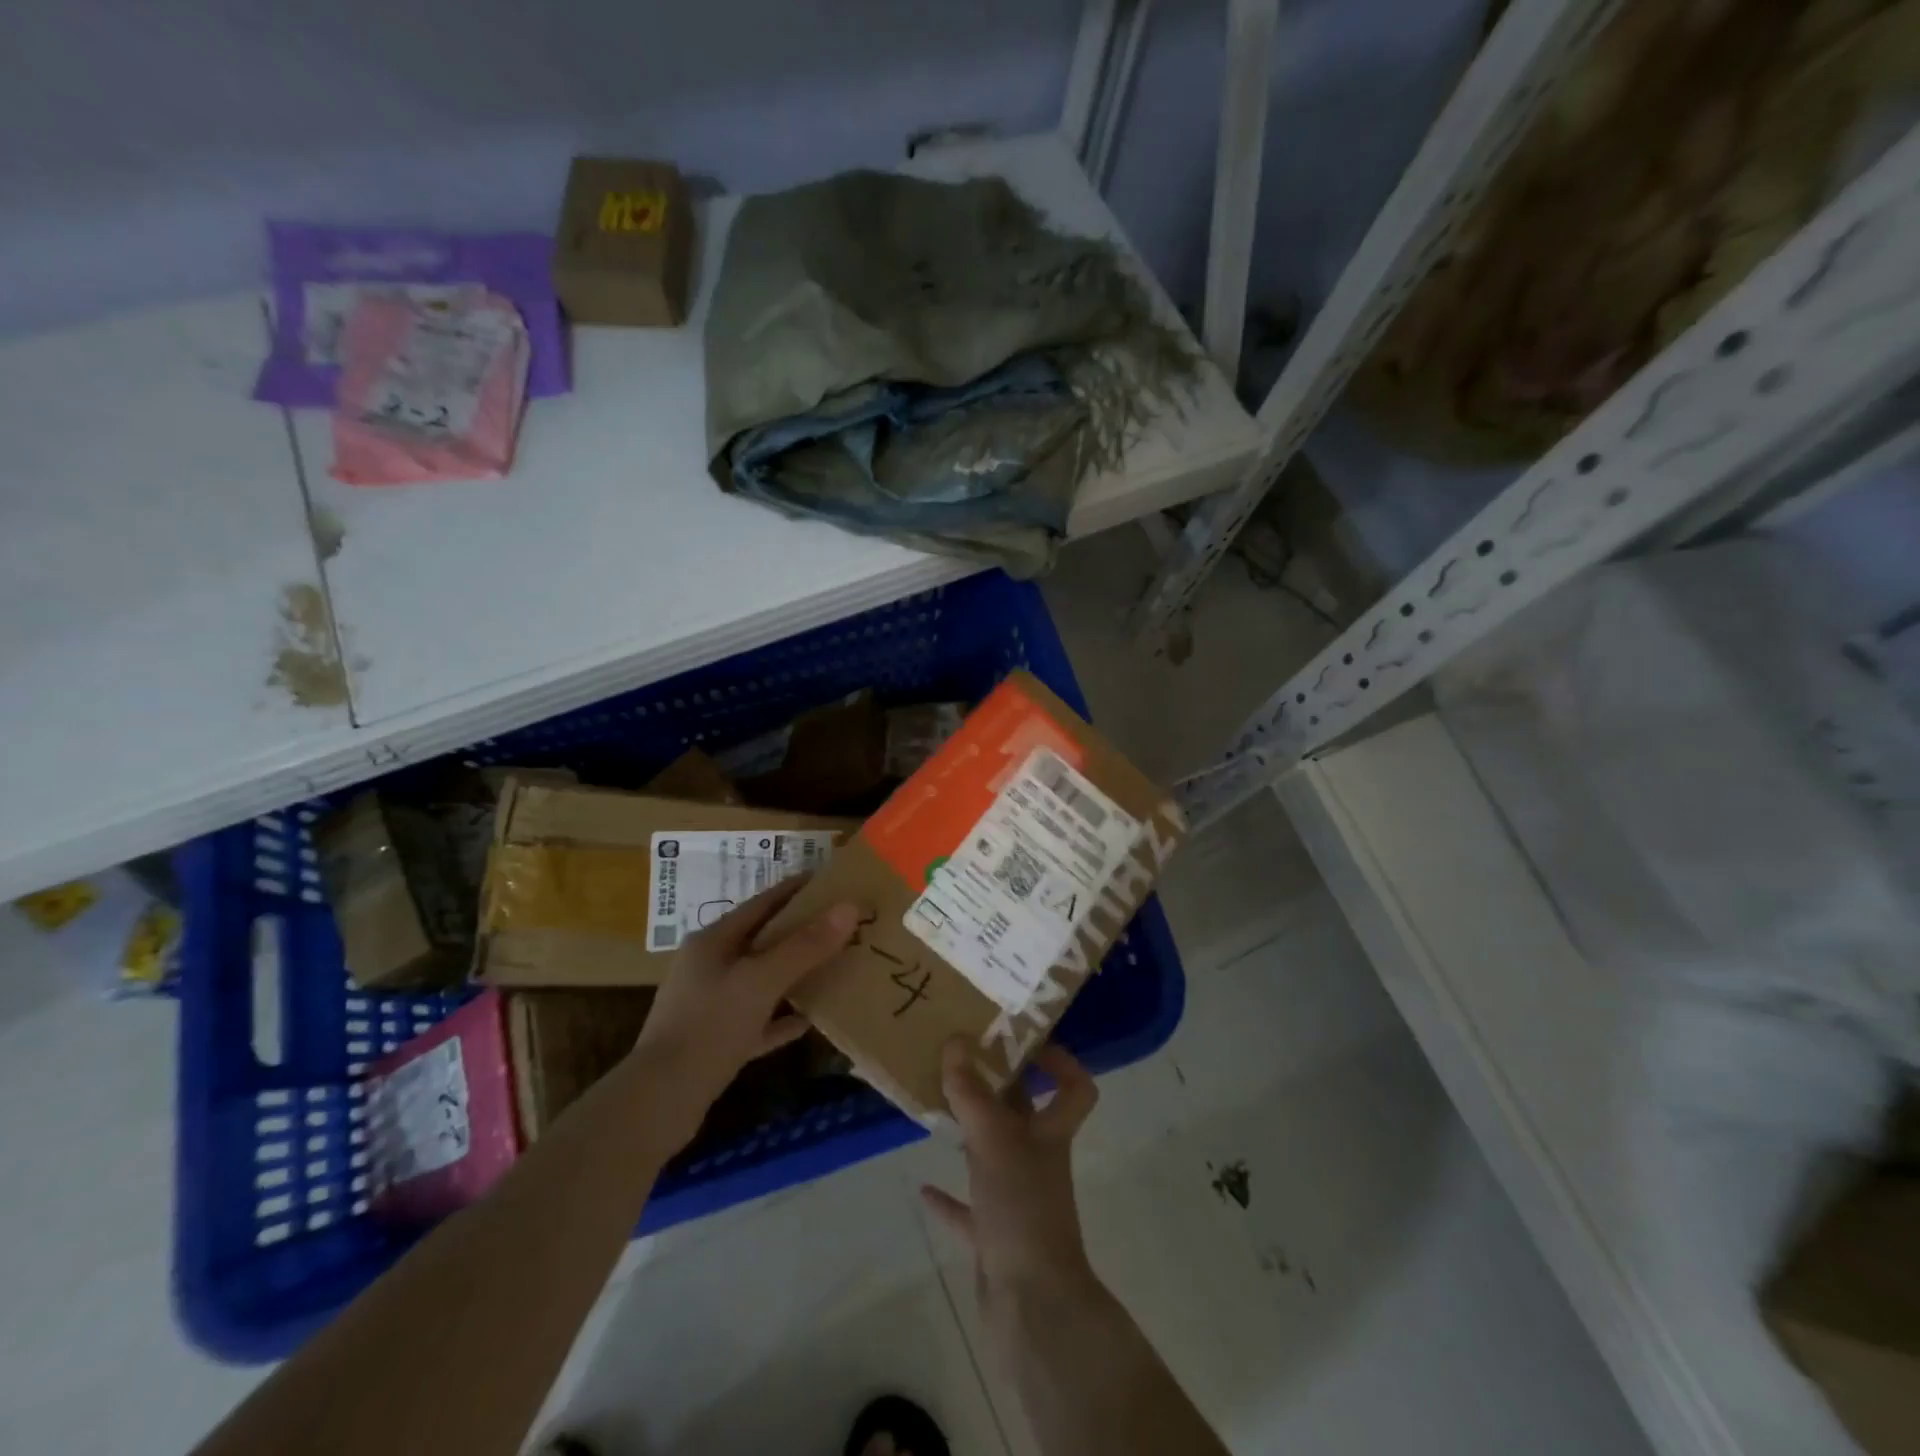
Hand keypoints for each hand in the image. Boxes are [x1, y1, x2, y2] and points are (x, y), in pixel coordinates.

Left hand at [630, 876, 858, 1149]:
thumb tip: (849, 907)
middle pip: (763, 940)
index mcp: (713, 941)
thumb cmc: (709, 1027)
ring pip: (761, 980)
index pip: (763, 902)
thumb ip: (805, 945)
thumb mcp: (761, 981)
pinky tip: (810, 1020)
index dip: (798, 890)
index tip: (834, 882)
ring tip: (835, 967)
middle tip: (844, 926)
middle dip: (802, 932)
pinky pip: (758, 1020)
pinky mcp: (715, 1041)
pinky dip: (782, 1018)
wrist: (658, 1103)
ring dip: (795, 974)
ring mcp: (710, 1005)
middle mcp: (709, 966)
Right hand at [920, 1039, 1100, 1312]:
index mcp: (1051, 1134)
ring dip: (969, 1134)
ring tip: (938, 1106)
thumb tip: (955, 1040)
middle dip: (997, 1087)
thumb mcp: (994, 1141)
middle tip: (960, 1057)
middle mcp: (1038, 1161)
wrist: (1032, 1308)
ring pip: (993, 1155)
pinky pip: (970, 1209)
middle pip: (1024, 1115)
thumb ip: (971, 1092)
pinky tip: (923, 1186)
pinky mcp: (995, 1236)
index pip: (1075, 1089)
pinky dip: (949, 1198)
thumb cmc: (1022, 1209)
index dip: (1061, 1062)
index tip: (1025, 1042)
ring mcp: (1017, 1200)